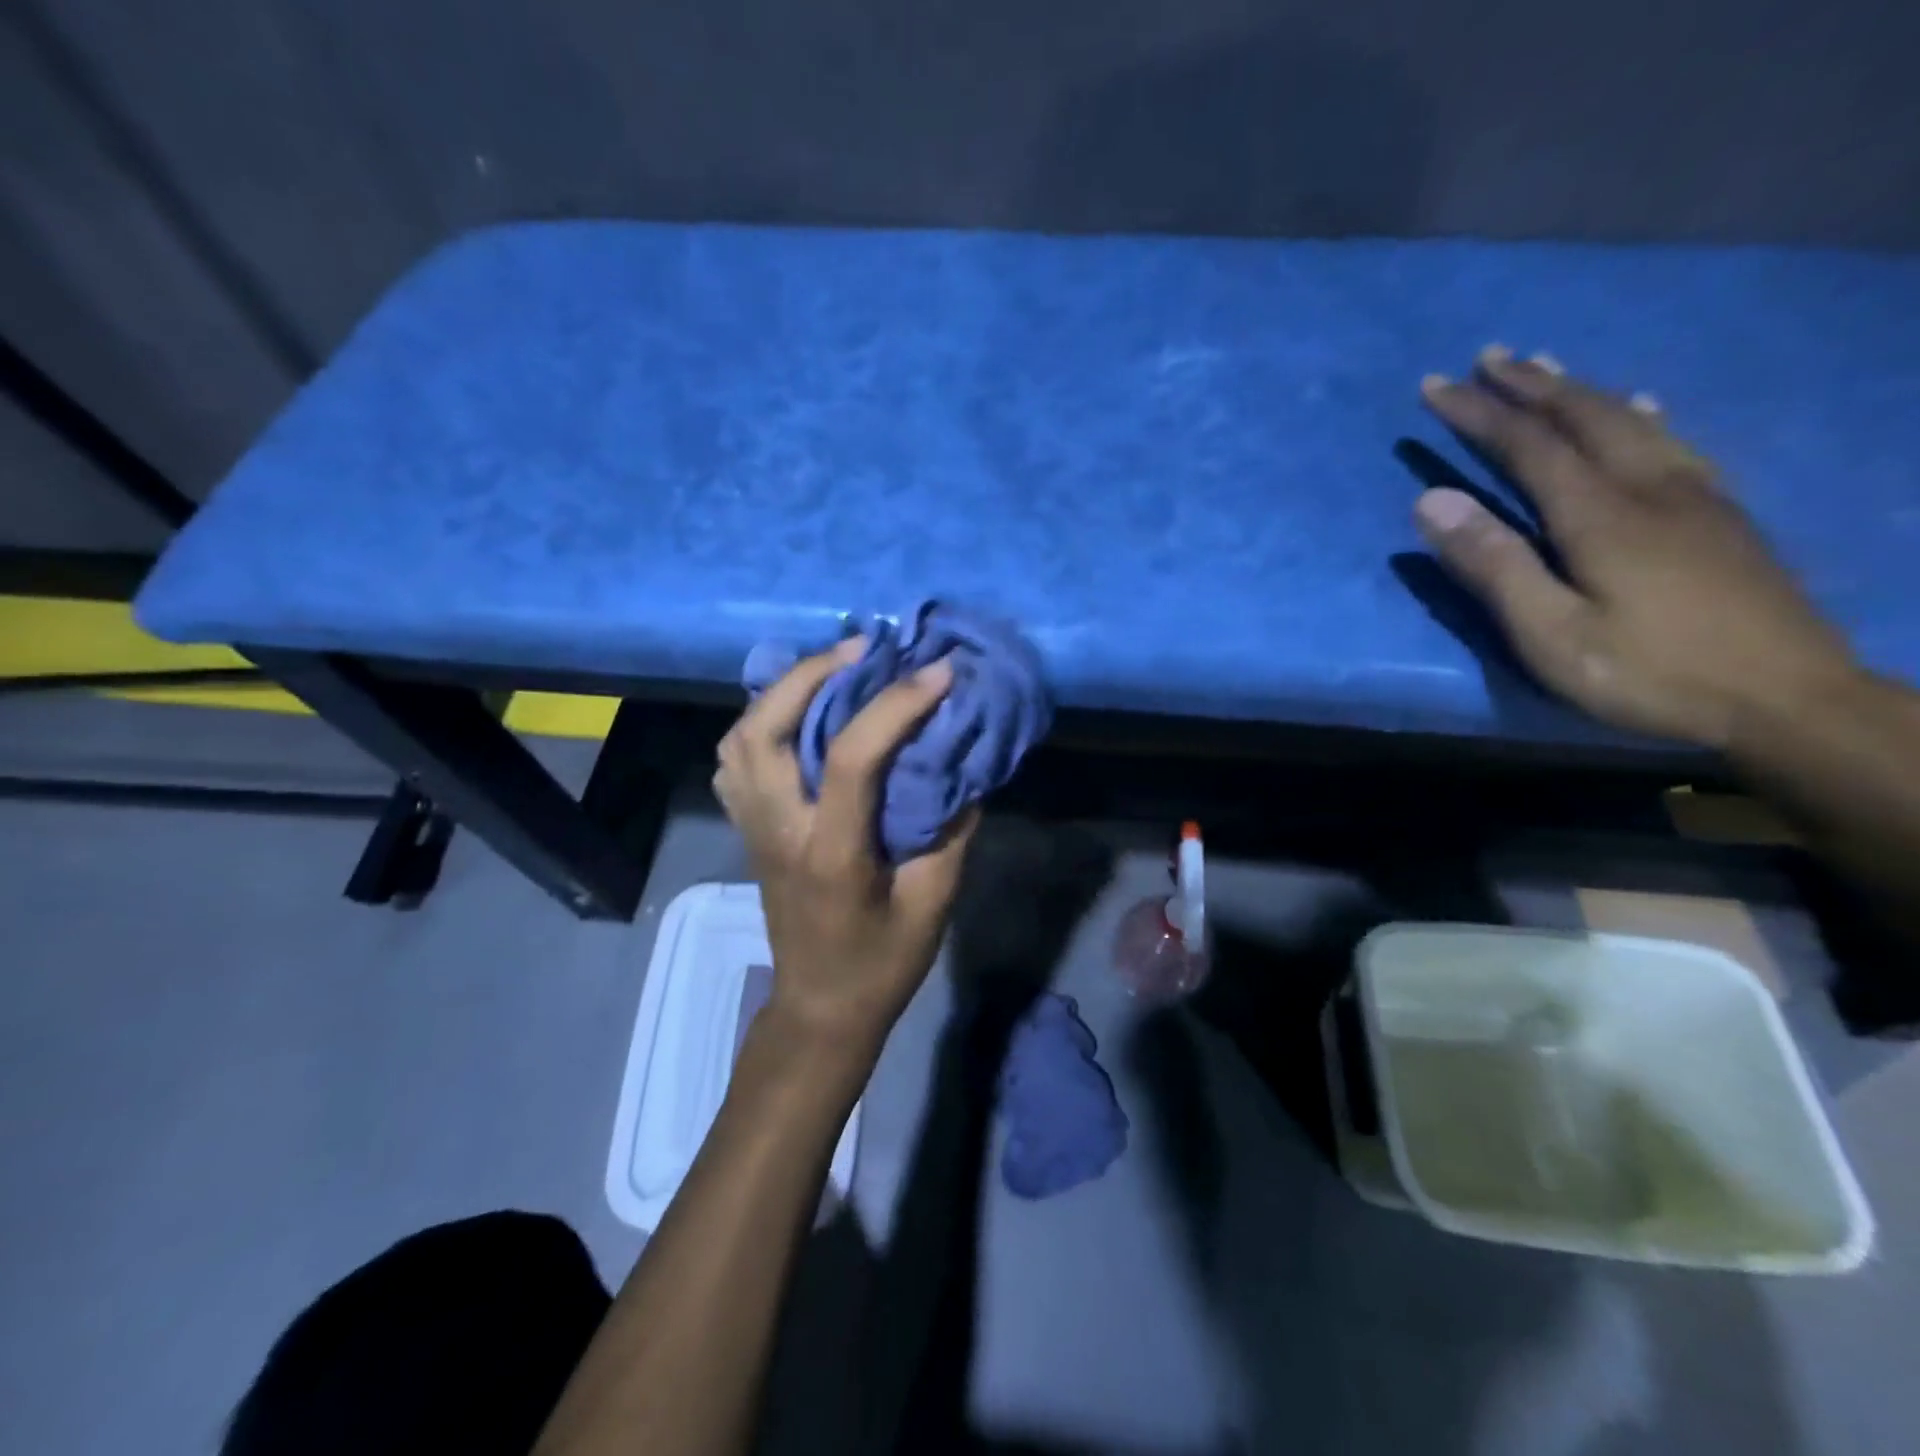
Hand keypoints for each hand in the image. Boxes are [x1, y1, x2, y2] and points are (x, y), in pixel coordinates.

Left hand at [714, 638, 976, 1046]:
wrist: (819, 1008)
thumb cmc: (880, 964)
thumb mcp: (933, 903)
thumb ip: (950, 828)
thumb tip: (961, 762)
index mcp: (830, 852)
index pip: (850, 757)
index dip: (896, 705)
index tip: (939, 673)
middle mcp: (778, 829)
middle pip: (763, 729)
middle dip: (812, 673)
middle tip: (865, 648)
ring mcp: (753, 827)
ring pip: (739, 736)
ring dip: (783, 690)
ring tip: (834, 670)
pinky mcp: (748, 828)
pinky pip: (735, 757)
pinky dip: (762, 719)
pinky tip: (799, 713)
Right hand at [1415, 347, 1857, 749]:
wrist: (1790, 700)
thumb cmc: (1650, 674)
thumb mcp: (1550, 634)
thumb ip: (1491, 566)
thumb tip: (1432, 500)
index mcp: (1600, 515)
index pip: (1527, 445)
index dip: (1477, 413)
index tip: (1433, 387)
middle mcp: (1650, 487)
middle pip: (1584, 417)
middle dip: (1529, 385)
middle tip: (1488, 356)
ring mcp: (1695, 495)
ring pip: (1632, 419)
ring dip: (1580, 389)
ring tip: (1546, 367)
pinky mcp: (1722, 514)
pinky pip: (1674, 439)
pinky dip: (1641, 411)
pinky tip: (1640, 403)